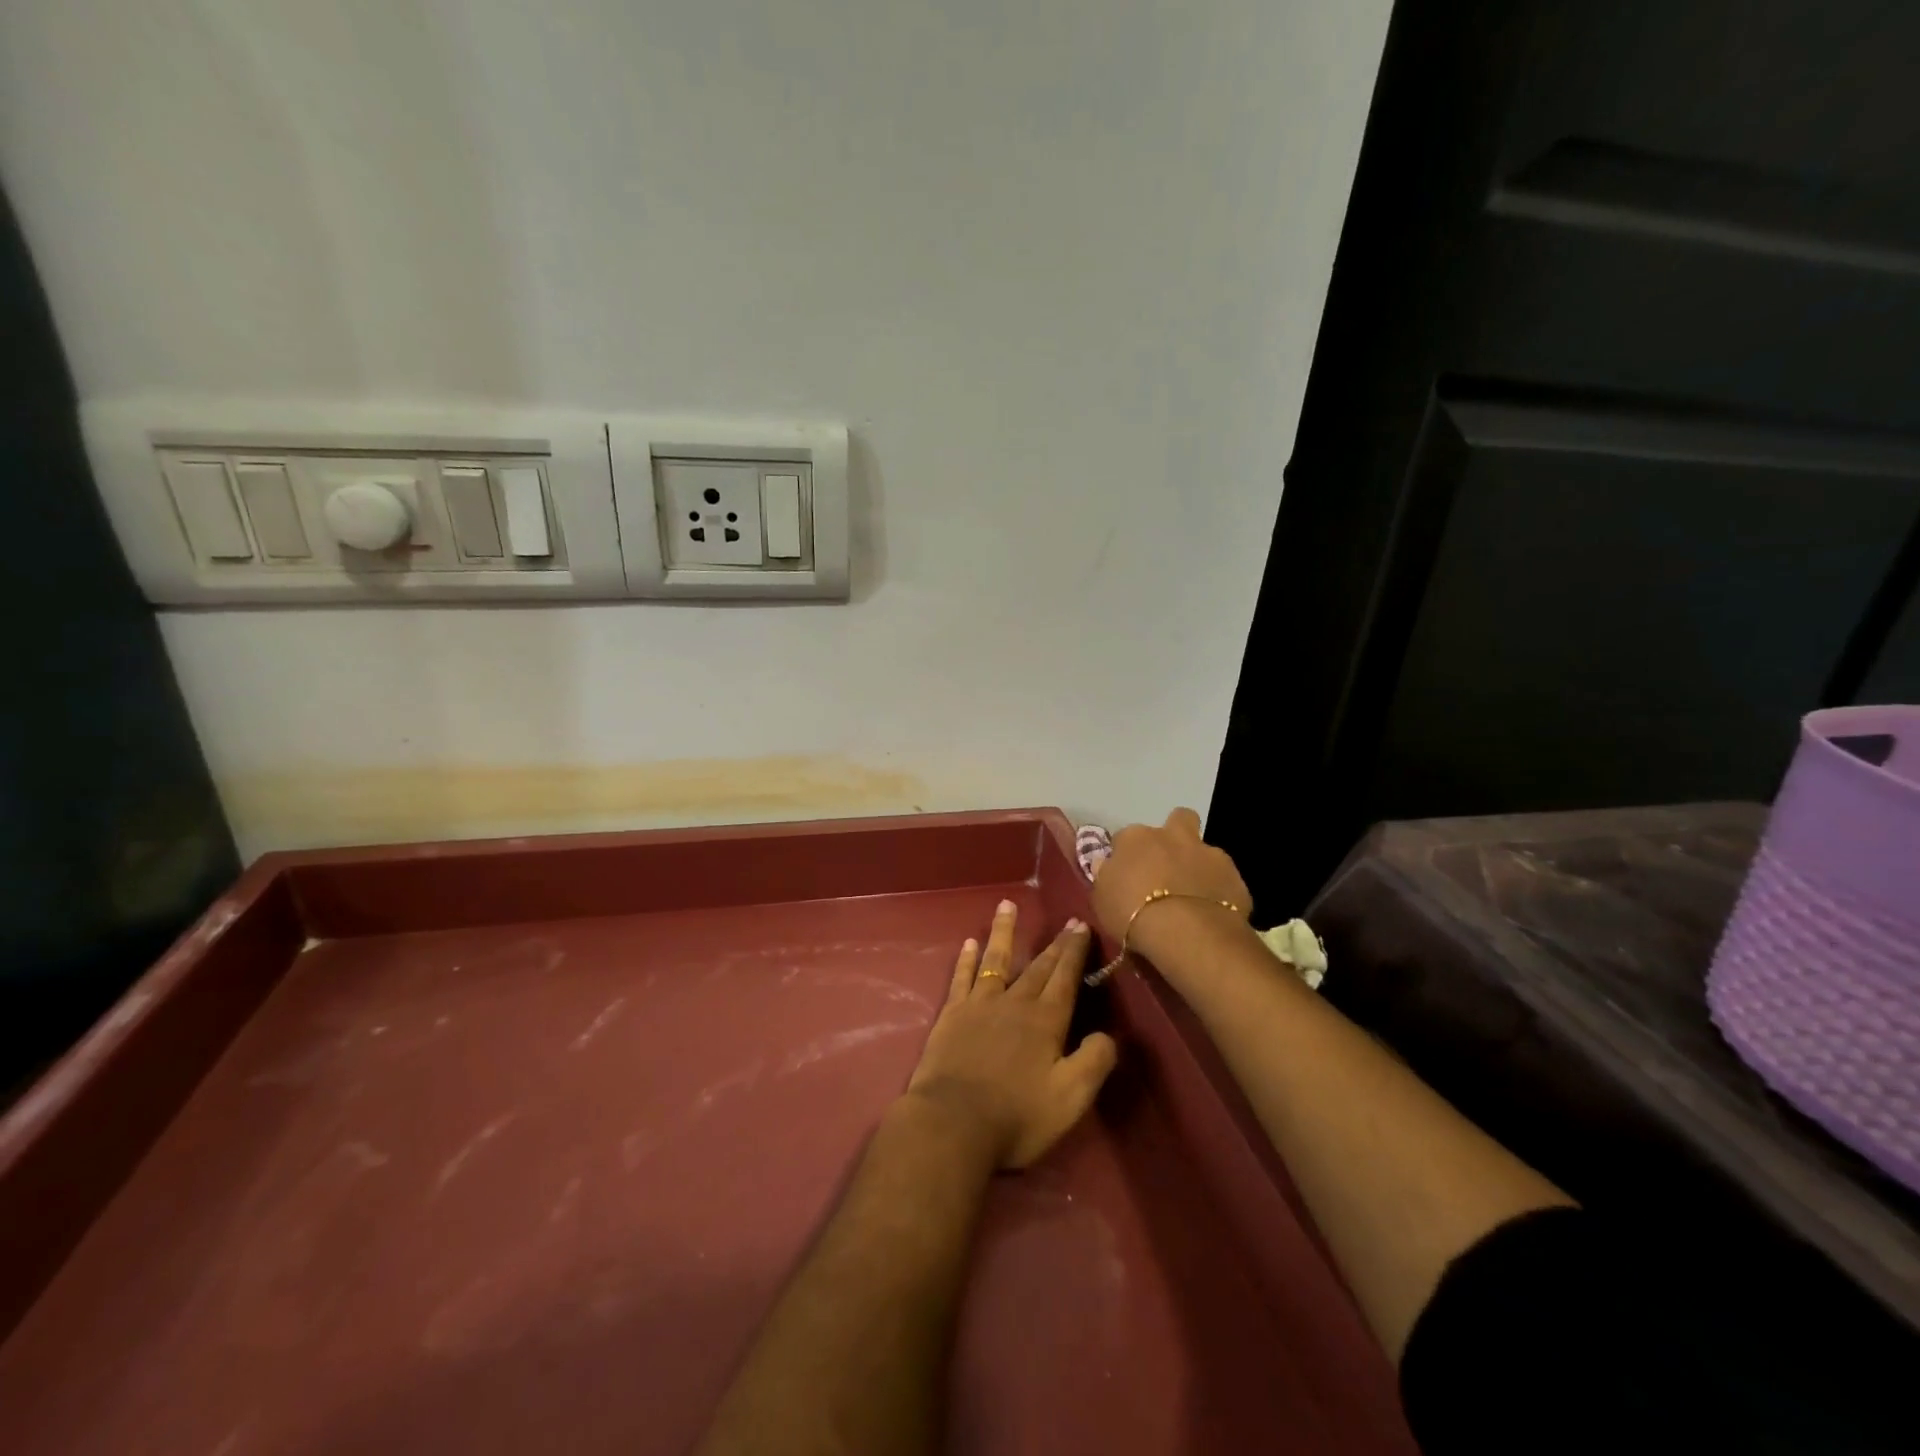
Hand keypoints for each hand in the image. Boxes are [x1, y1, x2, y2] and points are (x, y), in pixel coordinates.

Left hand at [905, 901, 1118, 1170]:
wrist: (953, 1124)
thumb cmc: (1017, 1116)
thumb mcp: (1071, 1098)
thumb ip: (1094, 1062)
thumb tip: (1107, 1035)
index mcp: (1046, 1021)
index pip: (1065, 978)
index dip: (1075, 953)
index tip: (1082, 926)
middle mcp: (1014, 1003)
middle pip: (1038, 967)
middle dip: (1054, 944)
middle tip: (1066, 920)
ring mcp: (979, 1005)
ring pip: (996, 959)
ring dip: (1004, 931)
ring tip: (1007, 904)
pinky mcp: (951, 1015)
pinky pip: (962, 978)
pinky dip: (967, 959)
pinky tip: (969, 943)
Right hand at [1091, 808, 1251, 964]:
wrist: (1187, 933)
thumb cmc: (1132, 914)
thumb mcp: (1101, 898)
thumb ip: (1106, 876)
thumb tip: (1108, 864)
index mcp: (1136, 837)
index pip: (1125, 837)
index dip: (1126, 854)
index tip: (1126, 874)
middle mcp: (1173, 836)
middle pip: (1178, 819)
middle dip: (1175, 835)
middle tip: (1168, 864)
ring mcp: (1208, 853)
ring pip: (1205, 849)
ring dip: (1199, 865)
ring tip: (1193, 895)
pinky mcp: (1235, 877)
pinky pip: (1225, 880)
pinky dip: (1219, 891)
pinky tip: (1212, 912)